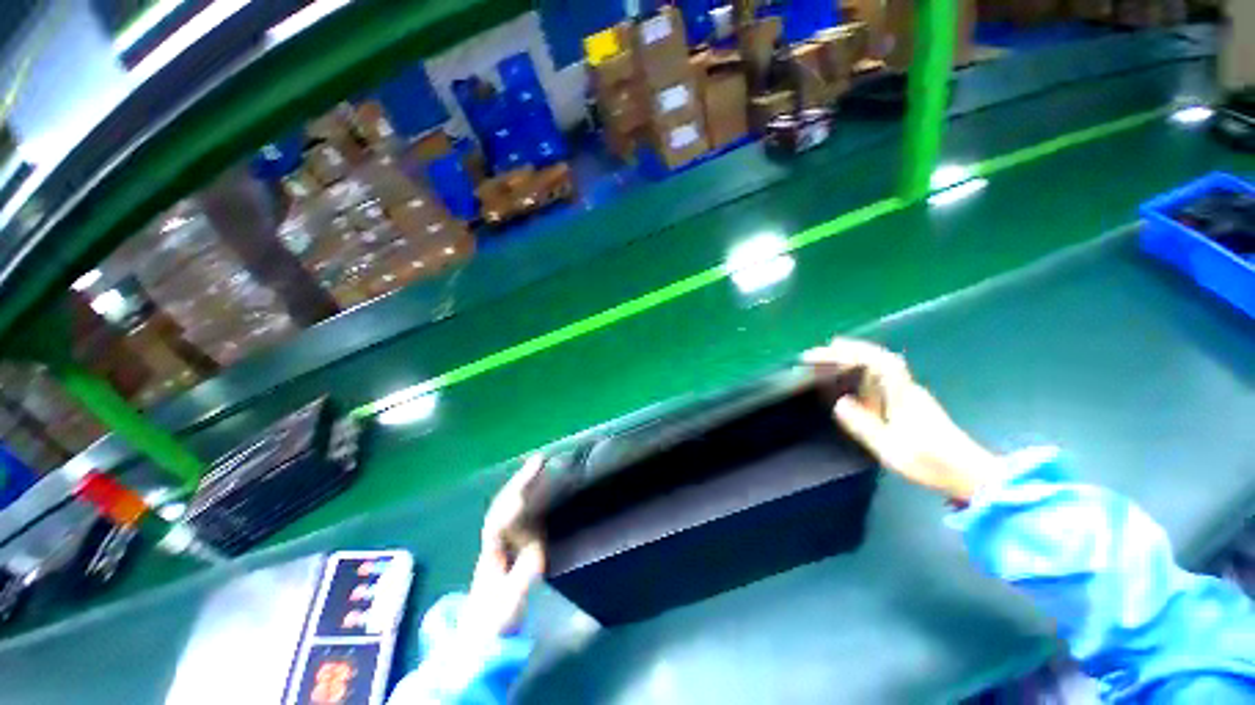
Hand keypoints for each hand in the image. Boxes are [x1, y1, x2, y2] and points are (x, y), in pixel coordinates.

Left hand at [462, 455, 546, 637]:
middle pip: (503, 505)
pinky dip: (526, 499)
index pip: (500, 520)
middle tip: (539, 461)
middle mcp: (493, 542)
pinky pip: (515, 516)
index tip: (528, 486)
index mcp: (492, 554)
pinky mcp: (505, 548)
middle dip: (520, 481)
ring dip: (522, 486)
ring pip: (507, 507)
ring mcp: (497, 544)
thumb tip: (539, 545)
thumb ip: (522, 575)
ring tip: (540, 468)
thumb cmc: (493, 623)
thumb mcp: (509, 603)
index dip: (514, 501)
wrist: (476, 642)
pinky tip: (536, 493)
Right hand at [802, 338, 1002, 502]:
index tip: (825, 350)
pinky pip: (882, 379)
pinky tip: (854, 382)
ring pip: (881, 367)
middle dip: (849, 350)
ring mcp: (910, 395)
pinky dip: (863, 373)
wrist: (969, 473)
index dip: (850, 351)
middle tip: (821, 351)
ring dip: (855, 359)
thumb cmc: (929, 461)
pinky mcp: (910, 404)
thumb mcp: (890, 447)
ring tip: (830, 361)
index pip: (876, 361)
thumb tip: (839, 403)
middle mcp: (906, 388)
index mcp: (901, 394)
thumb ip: (863, 424)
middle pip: (878, 358)